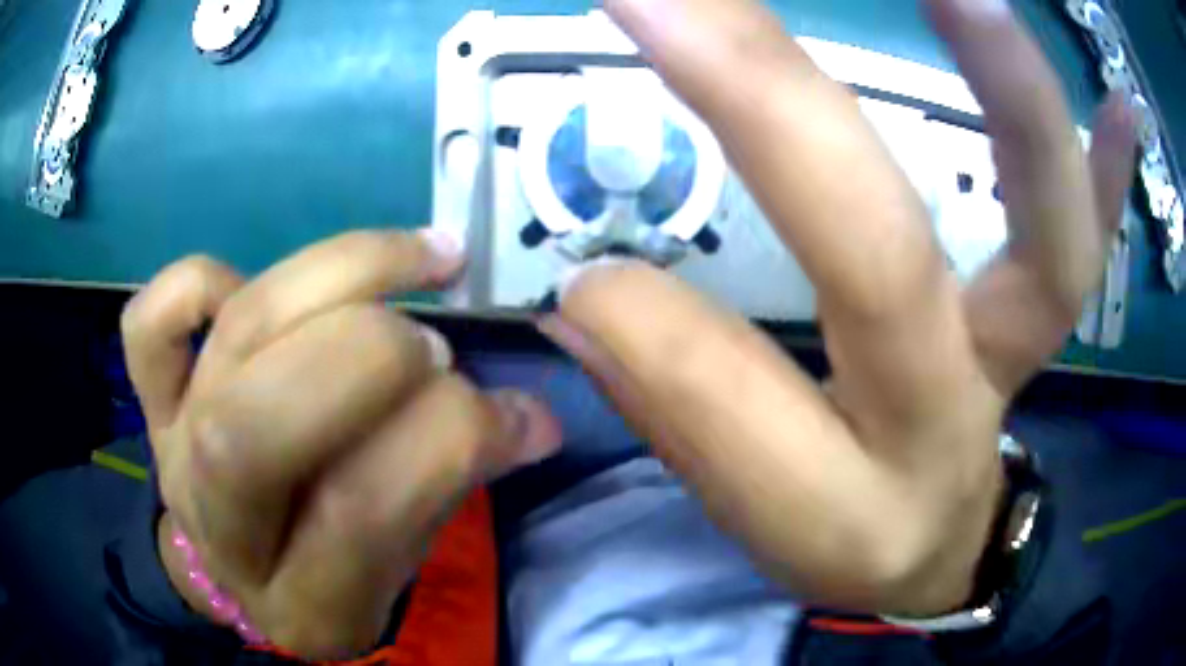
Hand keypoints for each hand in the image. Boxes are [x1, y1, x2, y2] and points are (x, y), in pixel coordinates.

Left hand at [121, 231, 559, 657]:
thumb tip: (534, 417)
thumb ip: (457, 484)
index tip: (513, 411)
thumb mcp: (403, 561)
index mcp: (302, 602)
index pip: (358, 514)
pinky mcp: (151, 402)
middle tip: (436, 344)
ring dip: (342, 273)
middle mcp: (221, 527)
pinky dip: (200, 279)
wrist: (237, 570)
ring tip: (421, 259)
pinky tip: (259, 283)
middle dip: (369, 354)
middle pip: (259, 421)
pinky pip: (150, 320)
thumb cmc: (331, 568)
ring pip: (233, 335)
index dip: (448, 440)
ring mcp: (173, 452)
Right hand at [539, 0, 1134, 615]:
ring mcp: (1016, 357)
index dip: (638, 316)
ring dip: (1011, 97)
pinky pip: (1095, 238)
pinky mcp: (1046, 322)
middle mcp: (945, 421)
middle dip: (763, 102)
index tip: (575, 253)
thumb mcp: (748, 513)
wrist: (930, 550)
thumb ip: (672, 402)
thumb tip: (588, 292)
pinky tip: (1122, 105)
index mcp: (842, 503)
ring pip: (1046, 235)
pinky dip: (1112, 168)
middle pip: (880, 260)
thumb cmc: (839, 539)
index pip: (725, 397)